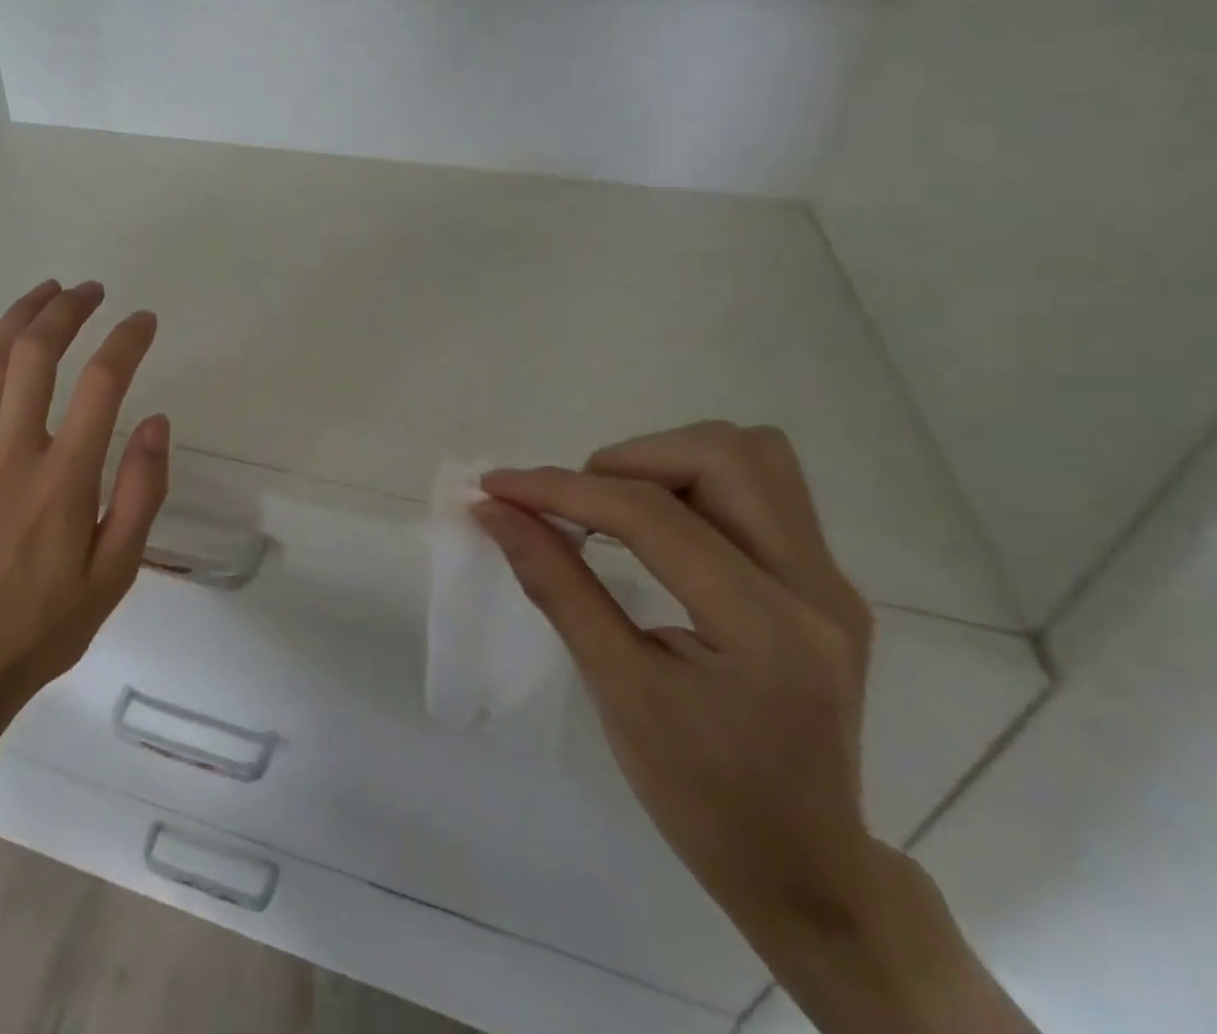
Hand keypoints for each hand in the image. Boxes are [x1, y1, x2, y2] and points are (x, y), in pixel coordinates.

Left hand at [0, 279, 168, 818]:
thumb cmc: (40, 626)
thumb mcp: (113, 575)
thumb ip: (139, 494)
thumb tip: (156, 423)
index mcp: (64, 480)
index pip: (103, 383)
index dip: (127, 340)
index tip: (144, 321)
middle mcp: (12, 453)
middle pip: (38, 353)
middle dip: (69, 309)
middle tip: (93, 291)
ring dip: (20, 315)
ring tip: (48, 293)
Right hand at [473, 422, 879, 942]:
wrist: (805, 869)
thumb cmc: (702, 796)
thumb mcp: (618, 692)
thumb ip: (557, 587)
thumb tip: (494, 513)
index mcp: (766, 628)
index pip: (652, 516)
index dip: (561, 489)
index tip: (496, 487)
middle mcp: (815, 588)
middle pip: (723, 455)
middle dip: (628, 461)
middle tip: (576, 507)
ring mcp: (829, 582)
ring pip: (749, 458)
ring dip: (666, 463)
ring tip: (613, 509)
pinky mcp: (823, 584)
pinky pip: (759, 491)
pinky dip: (691, 485)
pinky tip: (655, 532)